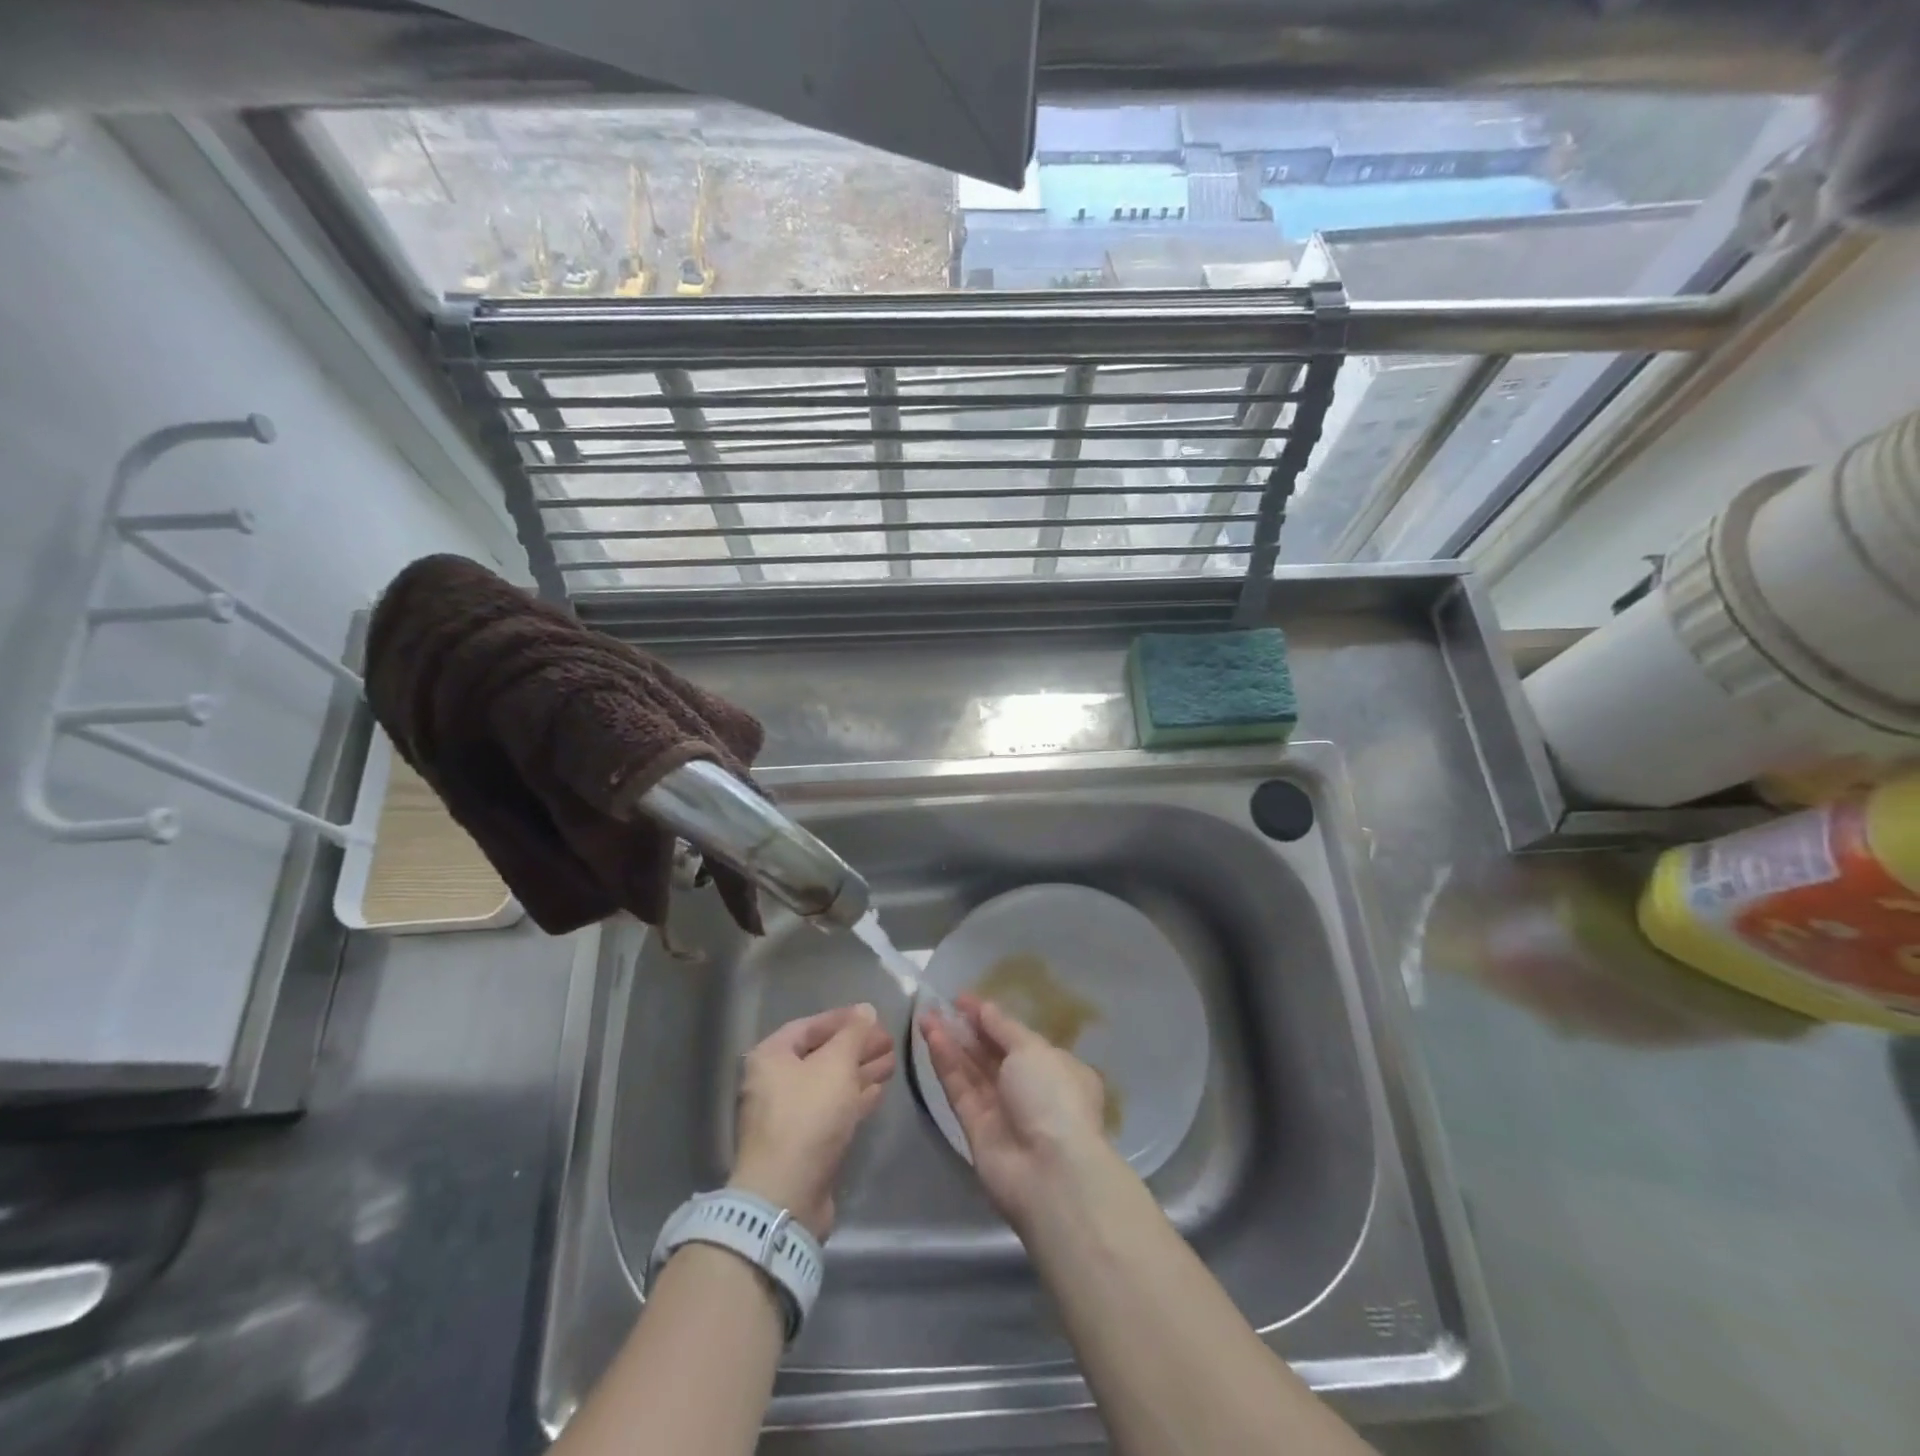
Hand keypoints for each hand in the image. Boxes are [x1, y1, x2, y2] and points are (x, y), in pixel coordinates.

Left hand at [731, 1003, 895, 1239]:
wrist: (786, 1195)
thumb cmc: (808, 1116)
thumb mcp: (836, 1064)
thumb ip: (854, 1034)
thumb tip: (866, 1010)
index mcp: (771, 1056)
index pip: (810, 1025)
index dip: (844, 1019)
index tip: (874, 1016)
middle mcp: (773, 1083)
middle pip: (821, 1055)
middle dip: (856, 1047)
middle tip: (889, 1040)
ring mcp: (787, 1115)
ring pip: (829, 1084)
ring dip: (860, 1072)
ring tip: (891, 1062)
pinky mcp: (803, 1143)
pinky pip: (831, 1110)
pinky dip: (854, 1098)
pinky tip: (878, 1091)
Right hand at [918, 994, 1108, 1228]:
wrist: (1049, 1173)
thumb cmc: (1052, 1097)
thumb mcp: (1033, 1050)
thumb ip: (1003, 1028)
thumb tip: (984, 1008)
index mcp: (1056, 1068)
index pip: (1018, 1037)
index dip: (991, 1017)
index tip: (963, 999)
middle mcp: (1030, 1088)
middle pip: (992, 1053)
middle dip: (967, 1029)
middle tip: (939, 1005)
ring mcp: (1002, 1110)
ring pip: (972, 1070)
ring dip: (950, 1043)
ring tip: (926, 1016)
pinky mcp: (976, 1130)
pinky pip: (960, 1090)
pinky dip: (946, 1064)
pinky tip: (931, 1038)